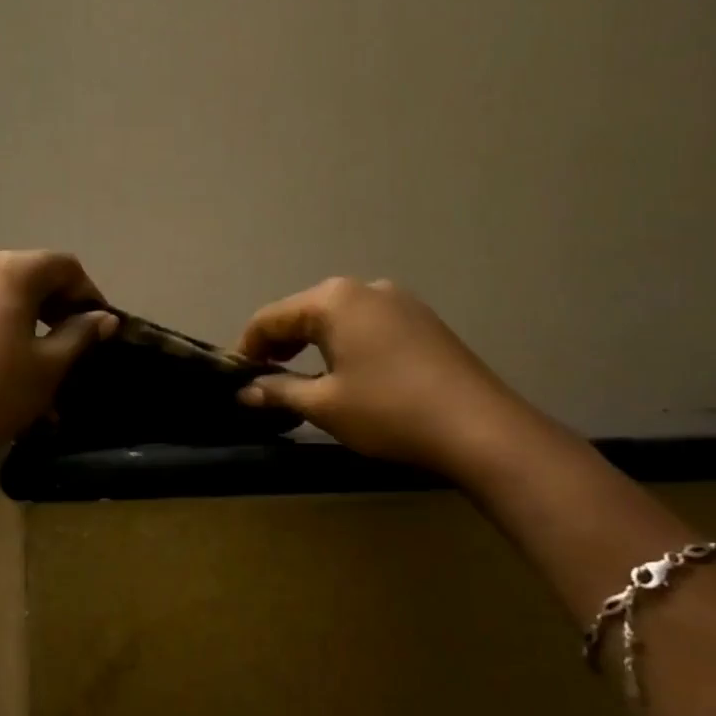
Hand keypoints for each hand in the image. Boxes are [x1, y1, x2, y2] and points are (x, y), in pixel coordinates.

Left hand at [0, 251, 116, 474]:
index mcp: (8, 274)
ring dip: (26, 319)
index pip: (62, 265)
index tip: (100, 326)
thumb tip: (103, 318)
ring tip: (41, 358)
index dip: (88, 292)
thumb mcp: (50, 366)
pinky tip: (4, 366)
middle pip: (28, 275)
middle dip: (57, 304)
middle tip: (75, 340)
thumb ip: (80, 334)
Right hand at [235, 278, 530, 473]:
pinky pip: (367, 326)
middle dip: (279, 345)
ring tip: (301, 380)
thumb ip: (278, 391)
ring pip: (337, 319)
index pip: (270, 318)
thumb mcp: (324, 404)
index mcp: (333, 300)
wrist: (479, 427)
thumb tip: (245, 391)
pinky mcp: (422, 320)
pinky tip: (346, 374)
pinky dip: (344, 345)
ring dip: (311, 345)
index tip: (236, 378)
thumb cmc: (388, 411)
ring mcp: (399, 301)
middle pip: (304, 313)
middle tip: (264, 381)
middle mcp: (364, 288)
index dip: (247, 348)